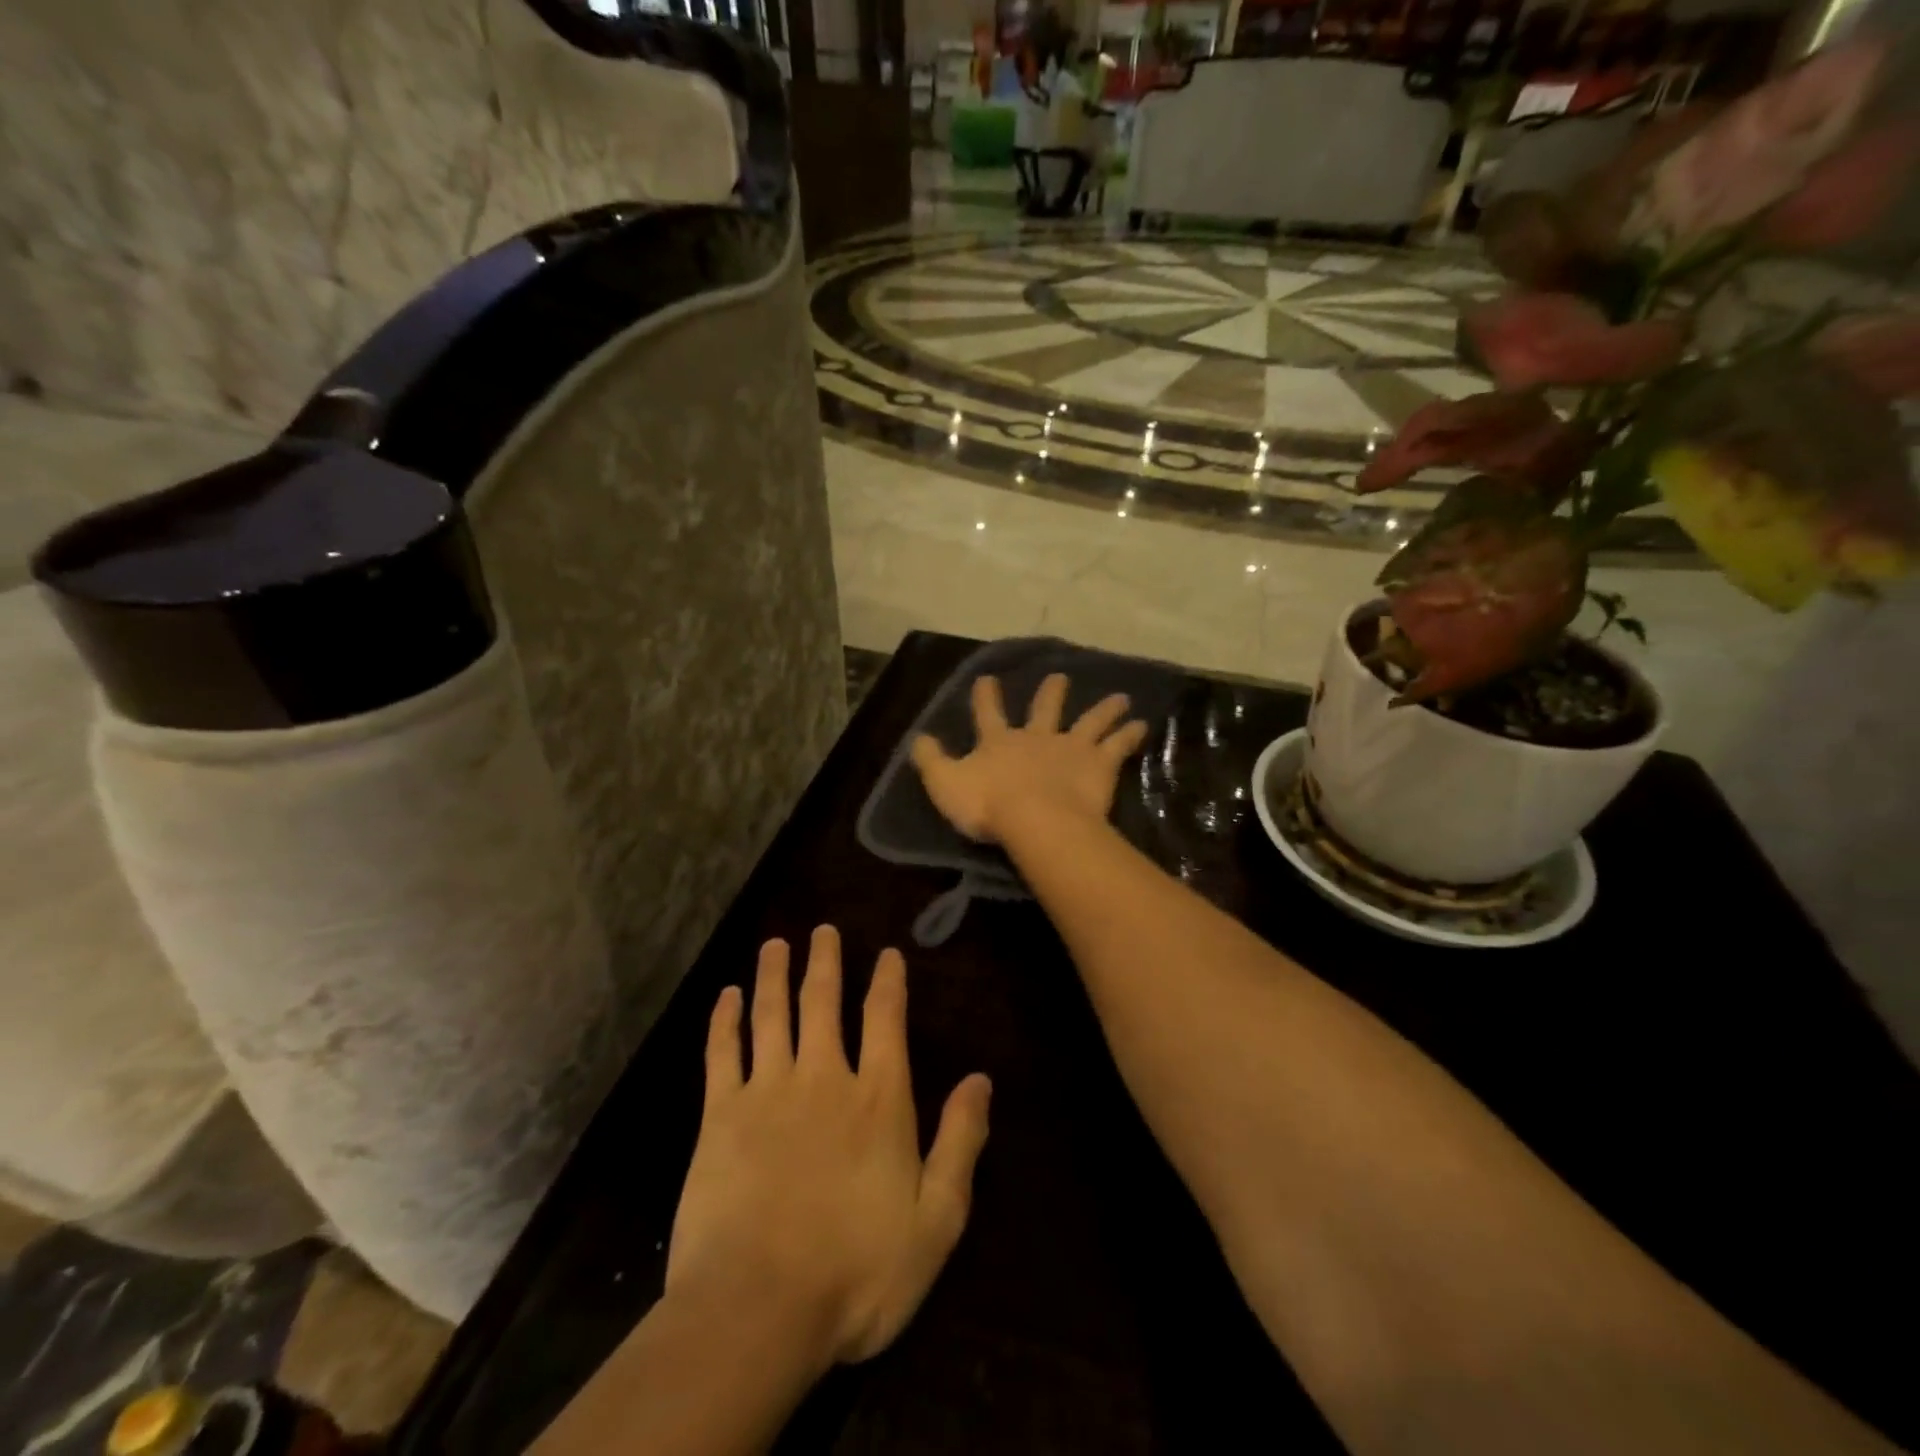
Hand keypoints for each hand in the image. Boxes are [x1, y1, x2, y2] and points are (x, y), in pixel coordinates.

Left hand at [667, 927, 991, 1369]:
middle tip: (822, 929)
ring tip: (776, 943)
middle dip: (825, 961)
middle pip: (824, 1002)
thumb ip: (960, 1142)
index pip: (885, 1020)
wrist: (758, 1309)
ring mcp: (768, 1091)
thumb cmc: (857, 1271)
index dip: (887, 982)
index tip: (887, 953)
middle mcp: (824, 1078)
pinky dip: (725, 1019)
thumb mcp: (936, 1219)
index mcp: (877, 1099)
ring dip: (775, 974)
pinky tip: (727, 996)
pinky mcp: (721, 1115)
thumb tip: (980, 1080)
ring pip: (773, 1014)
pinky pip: (723, 1052)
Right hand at [911, 673, 1148, 844]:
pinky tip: (1143, 725)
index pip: (988, 713)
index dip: (986, 696)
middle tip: (1060, 676)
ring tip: (1121, 698)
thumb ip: (931, 760)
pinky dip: (1130, 734)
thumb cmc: (988, 805)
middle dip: (1051, 692)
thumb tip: (918, 738)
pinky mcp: (1098, 764)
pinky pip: (1117, 745)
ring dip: (1104, 709)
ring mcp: (1070, 748)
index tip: (987, 678)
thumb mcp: (945, 784)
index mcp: (999, 742)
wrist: (1035, 820)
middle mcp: (1037, 737)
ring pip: (1089, 722)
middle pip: (1045, 709)